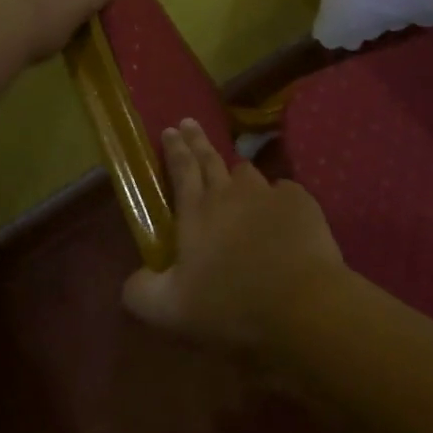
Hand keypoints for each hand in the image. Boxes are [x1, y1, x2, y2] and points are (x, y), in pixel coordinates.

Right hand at [122, 119, 346, 350]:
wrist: (301, 303)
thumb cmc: (230, 305)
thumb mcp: (169, 310)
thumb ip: (141, 292)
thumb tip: (131, 280)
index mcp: (196, 212)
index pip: (181, 169)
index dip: (174, 148)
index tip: (169, 129)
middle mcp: (229, 193)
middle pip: (210, 158)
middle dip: (197, 139)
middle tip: (189, 122)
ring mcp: (267, 194)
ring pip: (248, 172)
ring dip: (237, 171)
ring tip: (235, 174)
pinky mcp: (300, 203)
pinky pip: (284, 191)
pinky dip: (277, 198)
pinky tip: (280, 211)